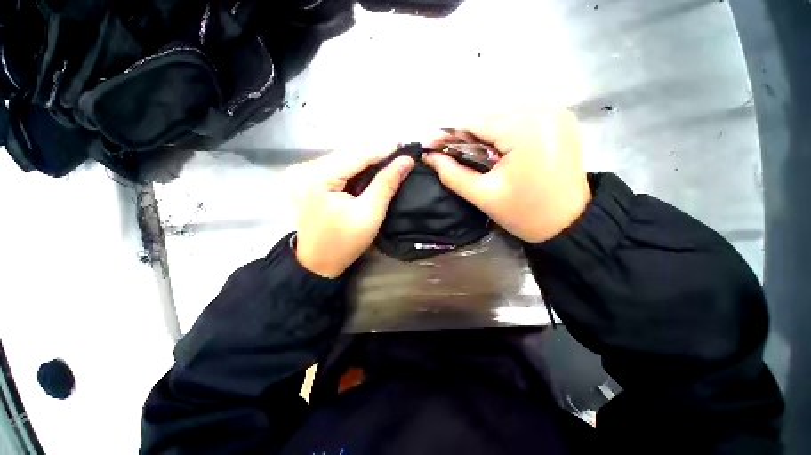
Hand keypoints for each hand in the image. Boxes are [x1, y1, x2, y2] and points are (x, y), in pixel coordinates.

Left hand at [292, 148, 414, 277]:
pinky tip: (373, 167)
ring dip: (368, 157)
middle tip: (401, 152)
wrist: (318, 262)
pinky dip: (357, 165)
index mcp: (317, 177)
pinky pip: (338, 165)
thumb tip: (406, 161)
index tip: (405, 146)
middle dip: (376, 151)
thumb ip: (386, 184)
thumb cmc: (344, 243)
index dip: (383, 149)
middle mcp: (306, 168)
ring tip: (391, 158)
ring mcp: (305, 172)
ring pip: (344, 156)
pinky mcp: (309, 178)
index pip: (356, 154)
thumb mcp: (370, 214)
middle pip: (348, 151)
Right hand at [423, 108, 590, 242]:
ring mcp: (556, 114)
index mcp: (526, 130)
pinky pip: (520, 121)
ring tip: (476, 157)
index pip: (475, 122)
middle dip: (467, 137)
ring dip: (484, 136)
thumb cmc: (525, 214)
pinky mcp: (560, 121)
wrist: (569, 224)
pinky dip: (504, 134)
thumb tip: (429, 157)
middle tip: (451, 155)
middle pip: (490, 118)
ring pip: (503, 118)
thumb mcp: (483, 196)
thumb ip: (452, 174)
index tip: (431, 146)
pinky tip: (499, 152)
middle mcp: (544, 112)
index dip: (449, 135)